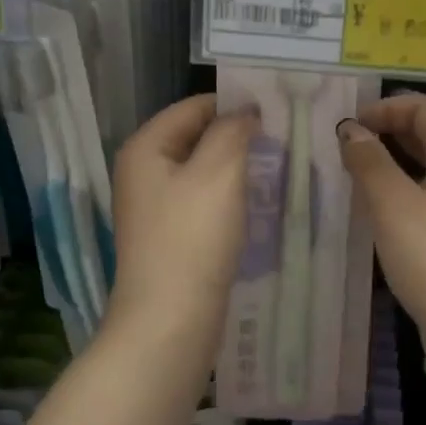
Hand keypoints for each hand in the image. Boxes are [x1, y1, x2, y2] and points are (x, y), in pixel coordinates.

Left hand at [107, 95, 257, 342]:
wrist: (170, 319)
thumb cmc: (192, 238)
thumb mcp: (218, 172)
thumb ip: (233, 131)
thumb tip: (245, 114)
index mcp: (145, 147)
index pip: (194, 107)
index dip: (235, 105)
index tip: (277, 113)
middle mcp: (142, 172)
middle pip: (196, 138)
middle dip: (237, 138)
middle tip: (283, 142)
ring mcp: (152, 207)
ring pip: (201, 172)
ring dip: (235, 170)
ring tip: (276, 170)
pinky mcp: (168, 236)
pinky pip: (201, 202)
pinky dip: (227, 198)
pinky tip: (254, 206)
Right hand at [338, 93, 425, 343]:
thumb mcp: (394, 205)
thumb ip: (370, 162)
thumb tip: (351, 129)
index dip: (388, 108)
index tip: (351, 125)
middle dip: (391, 131)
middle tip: (351, 146)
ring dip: (397, 161)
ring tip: (361, 174)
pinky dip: (407, 189)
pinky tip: (384, 211)